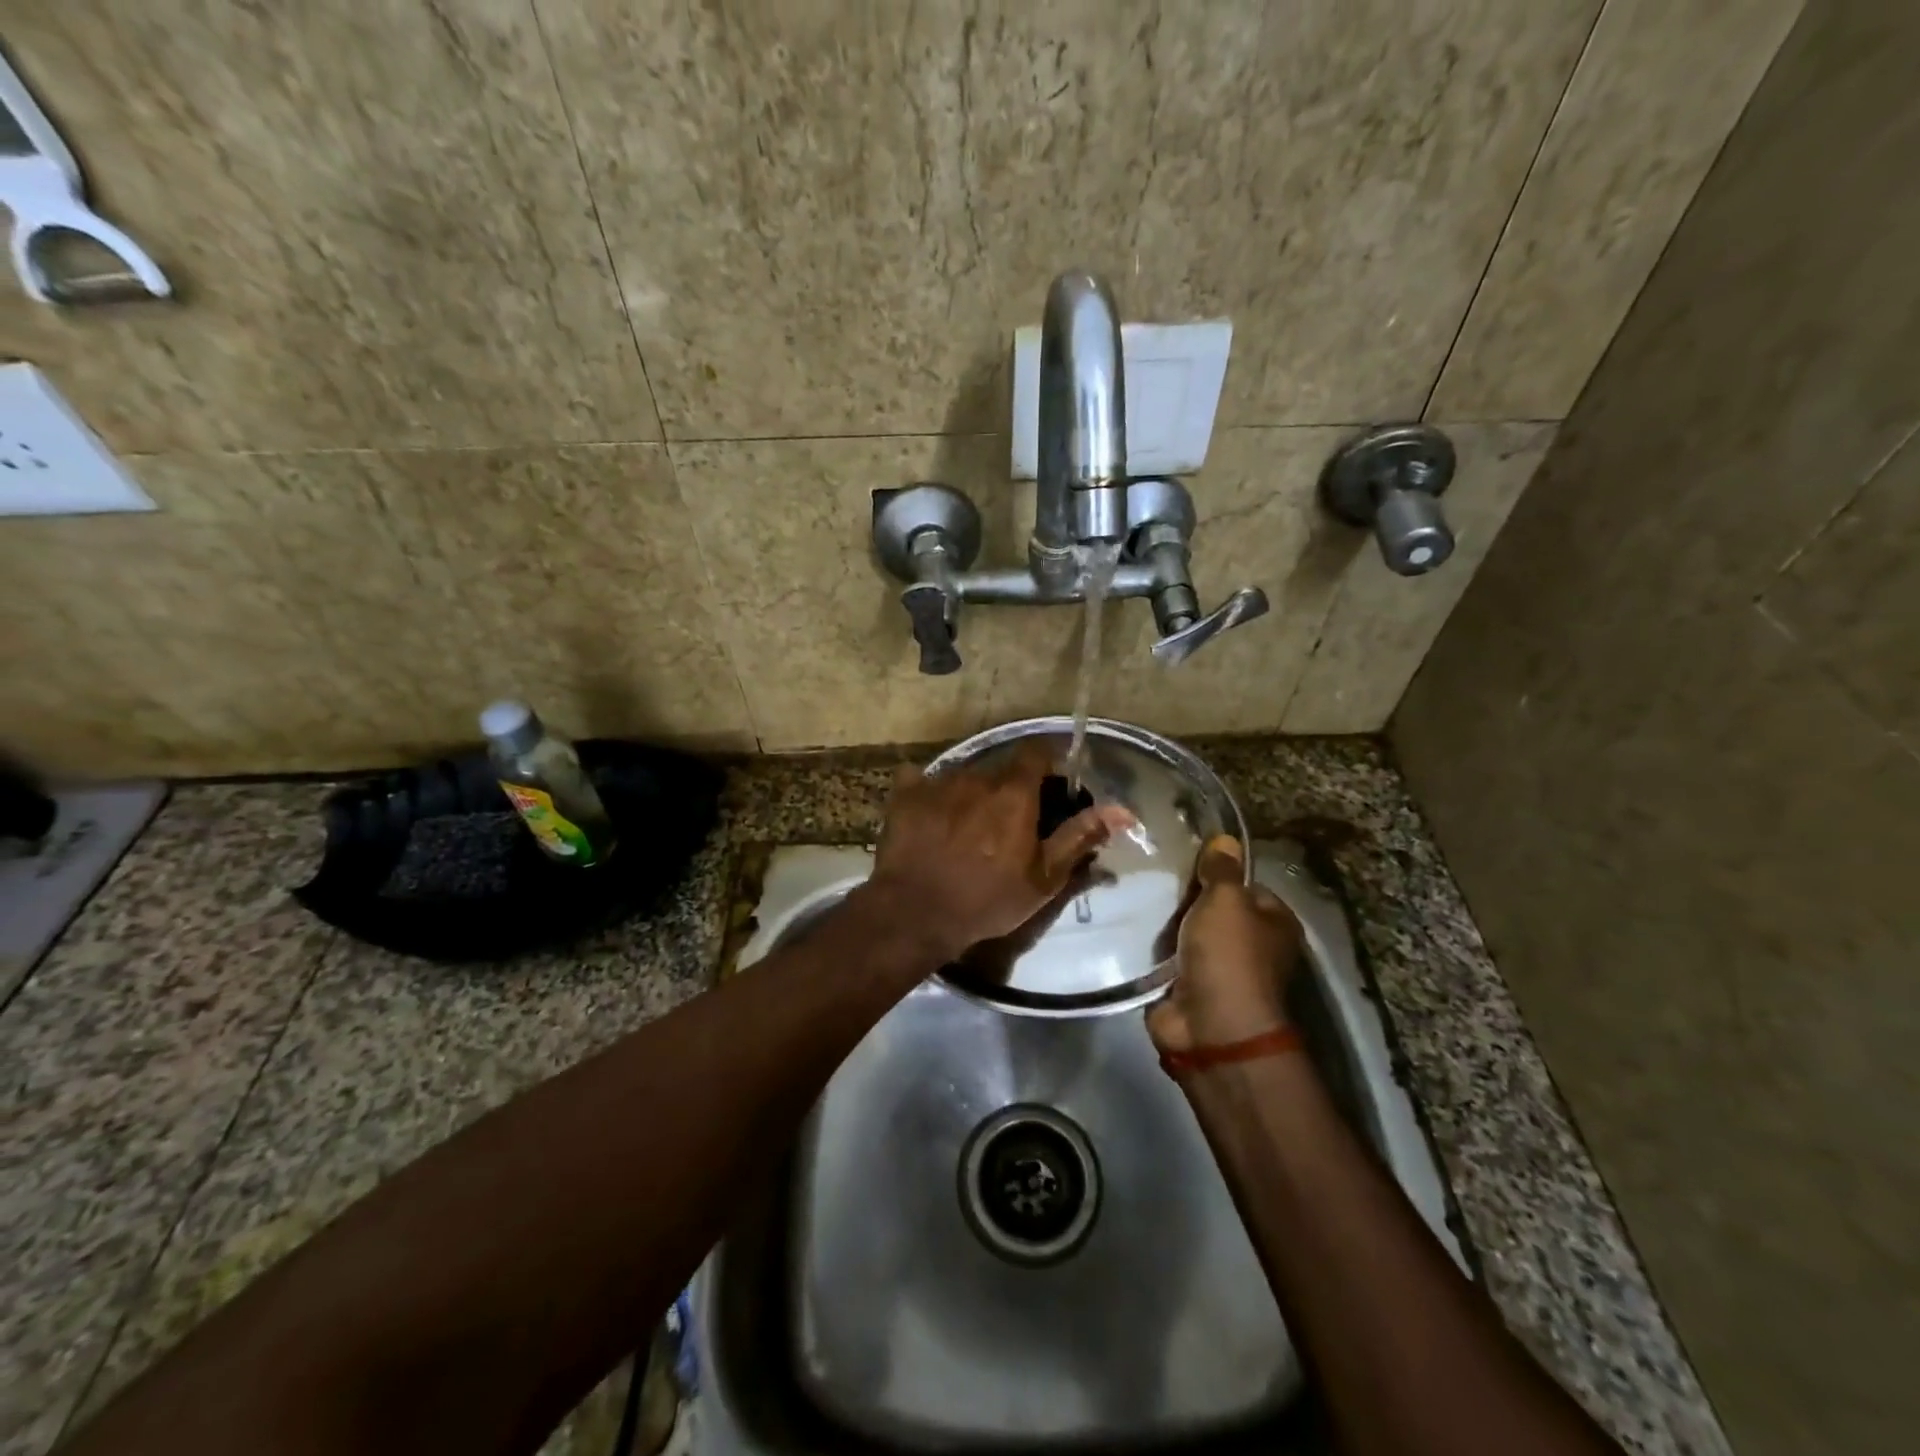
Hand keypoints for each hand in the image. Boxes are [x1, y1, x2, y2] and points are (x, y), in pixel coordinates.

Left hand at [863, 742, 1132, 960]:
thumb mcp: (1043, 877)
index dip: (1048, 762)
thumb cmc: (987, 898)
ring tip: (969, 828)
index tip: (1052, 786)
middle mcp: (976, 775)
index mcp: (1014, 791)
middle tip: (1011, 821)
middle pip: (1001, 768)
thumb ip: (1080, 836)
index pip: (1038, 750)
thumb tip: (1122, 810)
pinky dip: (931, 794)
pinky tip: (932, 817)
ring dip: (974, 794)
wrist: (915, 913)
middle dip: (1011, 787)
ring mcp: (937, 781)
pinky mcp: (906, 794)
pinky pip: (923, 781)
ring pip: (965, 776)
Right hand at [1147, 835, 1303, 1053]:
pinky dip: (1154, 950)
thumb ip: (1222, 870)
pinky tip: (1131, 928)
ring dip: (1168, 924)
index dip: (1219, 872)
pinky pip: (1169, 959)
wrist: (1210, 1027)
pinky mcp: (1189, 989)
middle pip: (1215, 910)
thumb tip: (1227, 838)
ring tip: (1137, 896)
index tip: (1185, 861)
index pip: (1246, 886)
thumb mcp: (1226, 901)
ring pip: (1189, 934)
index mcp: (1275, 923)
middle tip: (1154, 876)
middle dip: (1187, 898)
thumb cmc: (1229, 955)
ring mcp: (1221, 971)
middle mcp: (1253, 947)